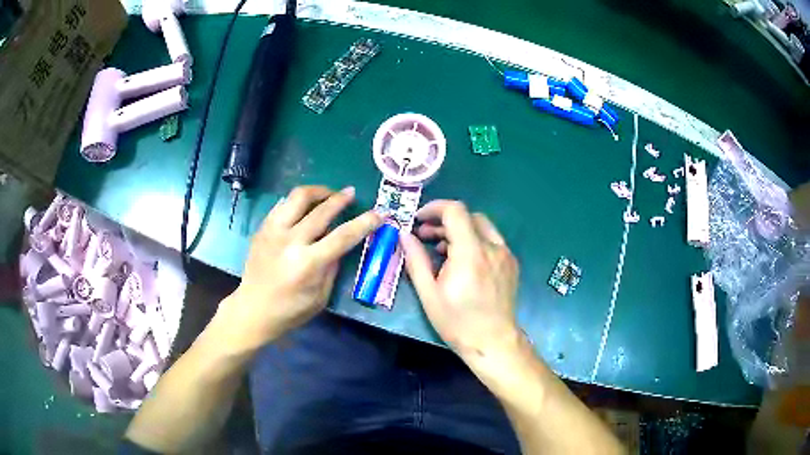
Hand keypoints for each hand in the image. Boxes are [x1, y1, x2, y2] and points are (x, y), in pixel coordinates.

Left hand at [214, 185, 381, 352]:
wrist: (253, 309)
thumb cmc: (290, 310)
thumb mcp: (321, 296)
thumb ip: (333, 266)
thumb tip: (341, 243)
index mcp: (307, 264)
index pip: (343, 236)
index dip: (364, 223)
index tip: (378, 214)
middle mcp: (290, 241)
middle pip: (322, 210)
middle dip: (341, 198)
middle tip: (351, 193)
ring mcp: (273, 231)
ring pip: (298, 197)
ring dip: (318, 191)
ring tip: (328, 194)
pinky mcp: (263, 228)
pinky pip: (283, 205)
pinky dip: (298, 202)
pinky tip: (305, 208)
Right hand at [400, 200, 519, 362]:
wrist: (493, 342)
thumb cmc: (457, 322)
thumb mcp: (429, 294)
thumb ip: (416, 260)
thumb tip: (403, 235)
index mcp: (470, 253)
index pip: (455, 211)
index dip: (434, 209)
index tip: (418, 219)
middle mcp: (492, 247)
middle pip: (468, 216)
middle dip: (443, 221)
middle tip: (424, 236)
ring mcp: (505, 254)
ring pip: (481, 227)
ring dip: (459, 230)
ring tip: (441, 250)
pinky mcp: (511, 263)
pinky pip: (491, 241)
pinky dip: (474, 241)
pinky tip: (463, 261)